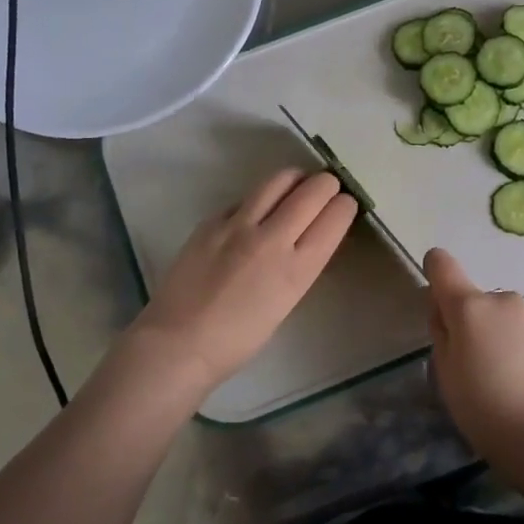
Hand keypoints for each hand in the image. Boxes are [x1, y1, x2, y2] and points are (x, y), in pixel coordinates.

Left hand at [131, 169, 357, 390]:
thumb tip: (308, 236)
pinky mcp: (211, 221)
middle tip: (326, 190)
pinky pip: (245, 198)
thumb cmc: (237, 340)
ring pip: (279, 180)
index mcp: (297, 269)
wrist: (178, 344)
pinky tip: (254, 213)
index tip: (344, 205)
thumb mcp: (285, 303)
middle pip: (313, 190)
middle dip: (327, 185)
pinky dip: (259, 199)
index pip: (335, 216)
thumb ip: (299, 265)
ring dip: (295, 179)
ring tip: (296, 187)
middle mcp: (272, 239)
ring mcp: (238, 225)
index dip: (345, 206)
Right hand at [424, 247, 523, 479]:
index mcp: (470, 307)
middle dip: (473, 323)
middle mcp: (505, 301)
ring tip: (508, 380)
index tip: (437, 300)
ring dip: (502, 337)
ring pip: (508, 320)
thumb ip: (441, 332)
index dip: (435, 272)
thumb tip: (444, 309)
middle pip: (478, 301)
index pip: (443, 266)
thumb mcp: (445, 374)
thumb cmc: (484, 409)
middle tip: (474, 365)